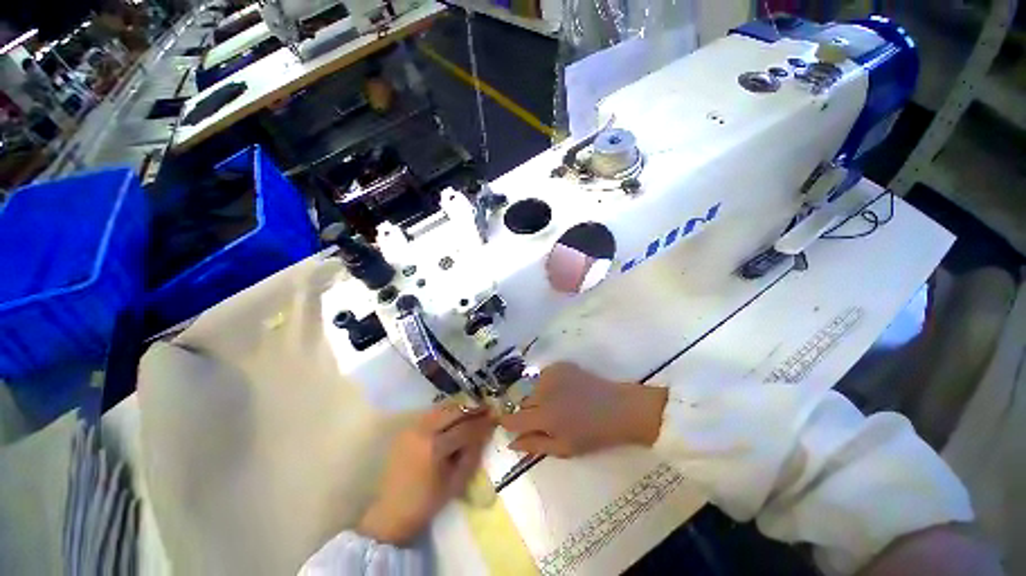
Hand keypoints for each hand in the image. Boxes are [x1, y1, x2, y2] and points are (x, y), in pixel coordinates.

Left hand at [357, 404, 495, 545]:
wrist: (391, 511)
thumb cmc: (427, 502)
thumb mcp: (457, 481)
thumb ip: (473, 453)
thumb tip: (486, 431)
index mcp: (435, 448)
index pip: (465, 428)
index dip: (482, 422)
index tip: (495, 417)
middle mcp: (422, 431)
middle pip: (453, 411)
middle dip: (472, 409)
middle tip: (486, 409)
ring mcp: (413, 427)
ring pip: (442, 408)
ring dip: (459, 409)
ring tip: (473, 411)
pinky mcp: (407, 428)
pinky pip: (432, 413)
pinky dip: (446, 412)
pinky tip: (455, 417)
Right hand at [499, 363, 666, 457]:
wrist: (617, 408)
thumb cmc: (592, 434)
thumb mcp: (563, 448)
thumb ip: (534, 445)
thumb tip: (511, 443)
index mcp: (543, 416)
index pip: (513, 418)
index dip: (508, 423)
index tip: (510, 425)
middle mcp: (543, 392)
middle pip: (522, 402)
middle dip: (528, 412)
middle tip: (546, 419)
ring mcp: (551, 376)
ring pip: (533, 388)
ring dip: (539, 397)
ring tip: (558, 404)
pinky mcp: (560, 366)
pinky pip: (544, 376)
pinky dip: (548, 384)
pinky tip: (564, 390)